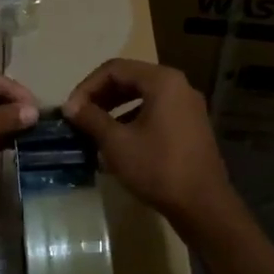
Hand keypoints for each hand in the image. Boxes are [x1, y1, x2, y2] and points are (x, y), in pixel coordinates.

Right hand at [62, 59, 236, 231]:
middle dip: (100, 97)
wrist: (203, 205)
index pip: (115, 69)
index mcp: (162, 81)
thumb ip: (91, 118)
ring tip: (94, 131)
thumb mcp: (117, 142)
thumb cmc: (157, 168)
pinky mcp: (191, 127)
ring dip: (115, 110)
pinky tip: (118, 144)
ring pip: (143, 98)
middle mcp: (179, 86)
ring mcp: (188, 107)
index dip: (87, 87)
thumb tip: (70, 107)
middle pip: (130, 80)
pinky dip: (133, 121)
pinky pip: (156, 113)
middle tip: (79, 118)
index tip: (70, 110)